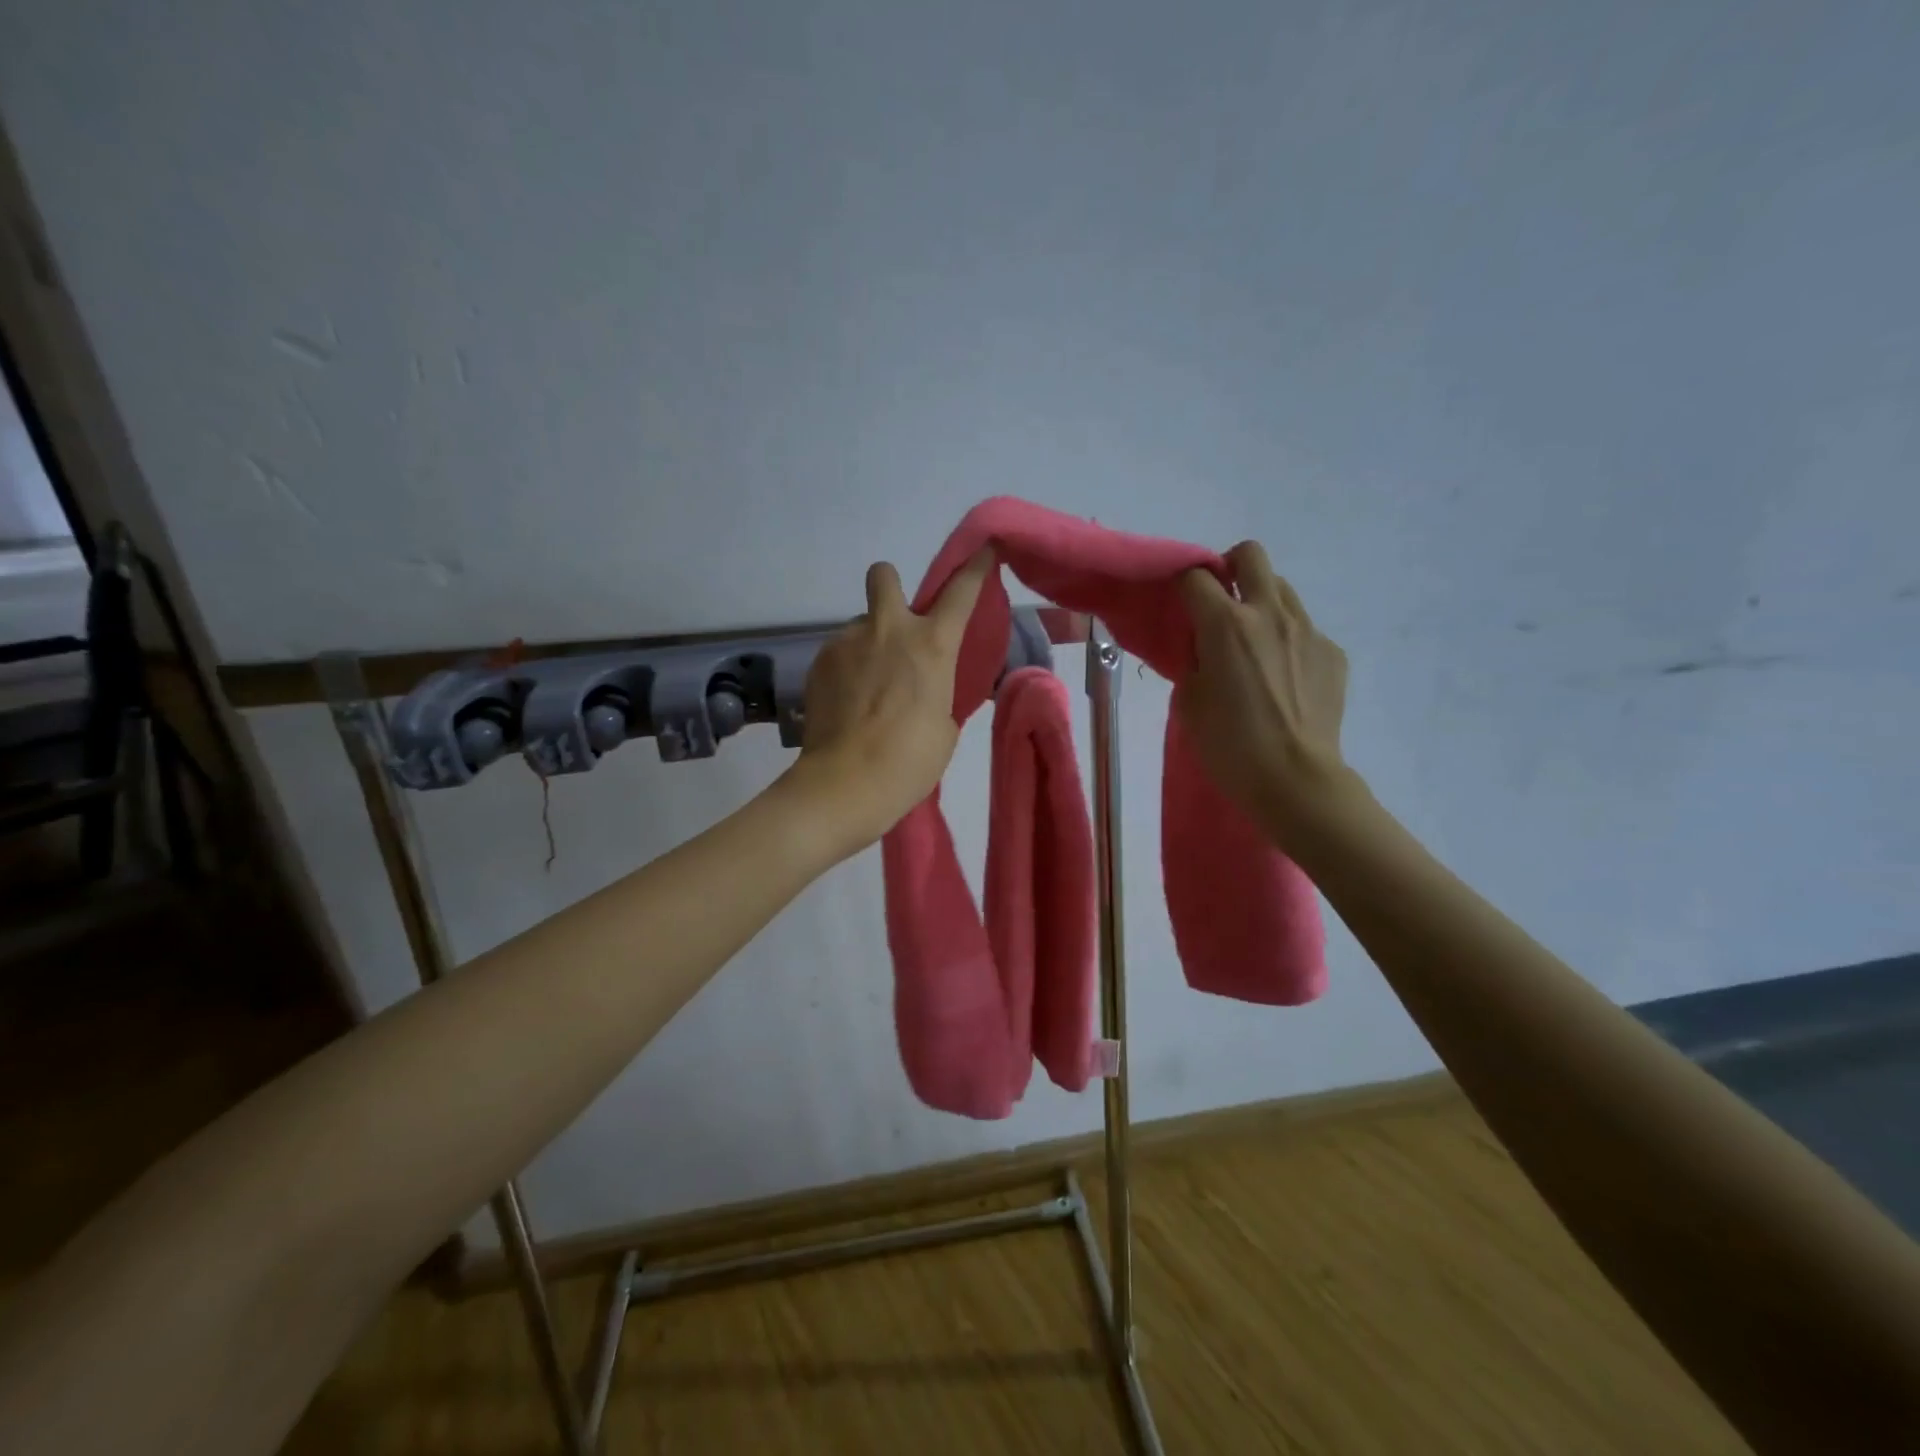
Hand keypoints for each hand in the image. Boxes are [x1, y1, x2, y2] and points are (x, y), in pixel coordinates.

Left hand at [786, 551, 992, 858]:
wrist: (844, 784)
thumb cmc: (909, 761)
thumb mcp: (944, 726)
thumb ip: (938, 690)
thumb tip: (923, 682)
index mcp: (932, 645)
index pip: (961, 590)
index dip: (974, 567)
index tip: (982, 551)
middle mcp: (889, 630)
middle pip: (885, 576)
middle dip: (891, 587)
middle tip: (895, 627)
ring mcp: (847, 642)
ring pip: (860, 625)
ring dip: (868, 644)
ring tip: (867, 689)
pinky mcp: (818, 662)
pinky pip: (839, 652)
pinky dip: (847, 668)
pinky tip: (847, 704)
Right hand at [1174, 542, 1353, 848]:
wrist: (1295, 780)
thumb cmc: (1229, 745)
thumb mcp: (1190, 701)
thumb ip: (1193, 661)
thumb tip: (1204, 646)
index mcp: (1225, 625)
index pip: (1196, 577)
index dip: (1184, 585)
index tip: (1181, 606)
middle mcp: (1269, 614)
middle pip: (1251, 555)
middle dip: (1230, 566)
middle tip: (1221, 600)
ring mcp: (1308, 631)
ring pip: (1282, 589)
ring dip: (1261, 602)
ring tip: (1254, 643)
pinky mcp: (1332, 653)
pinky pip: (1305, 630)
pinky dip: (1288, 641)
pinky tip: (1284, 678)